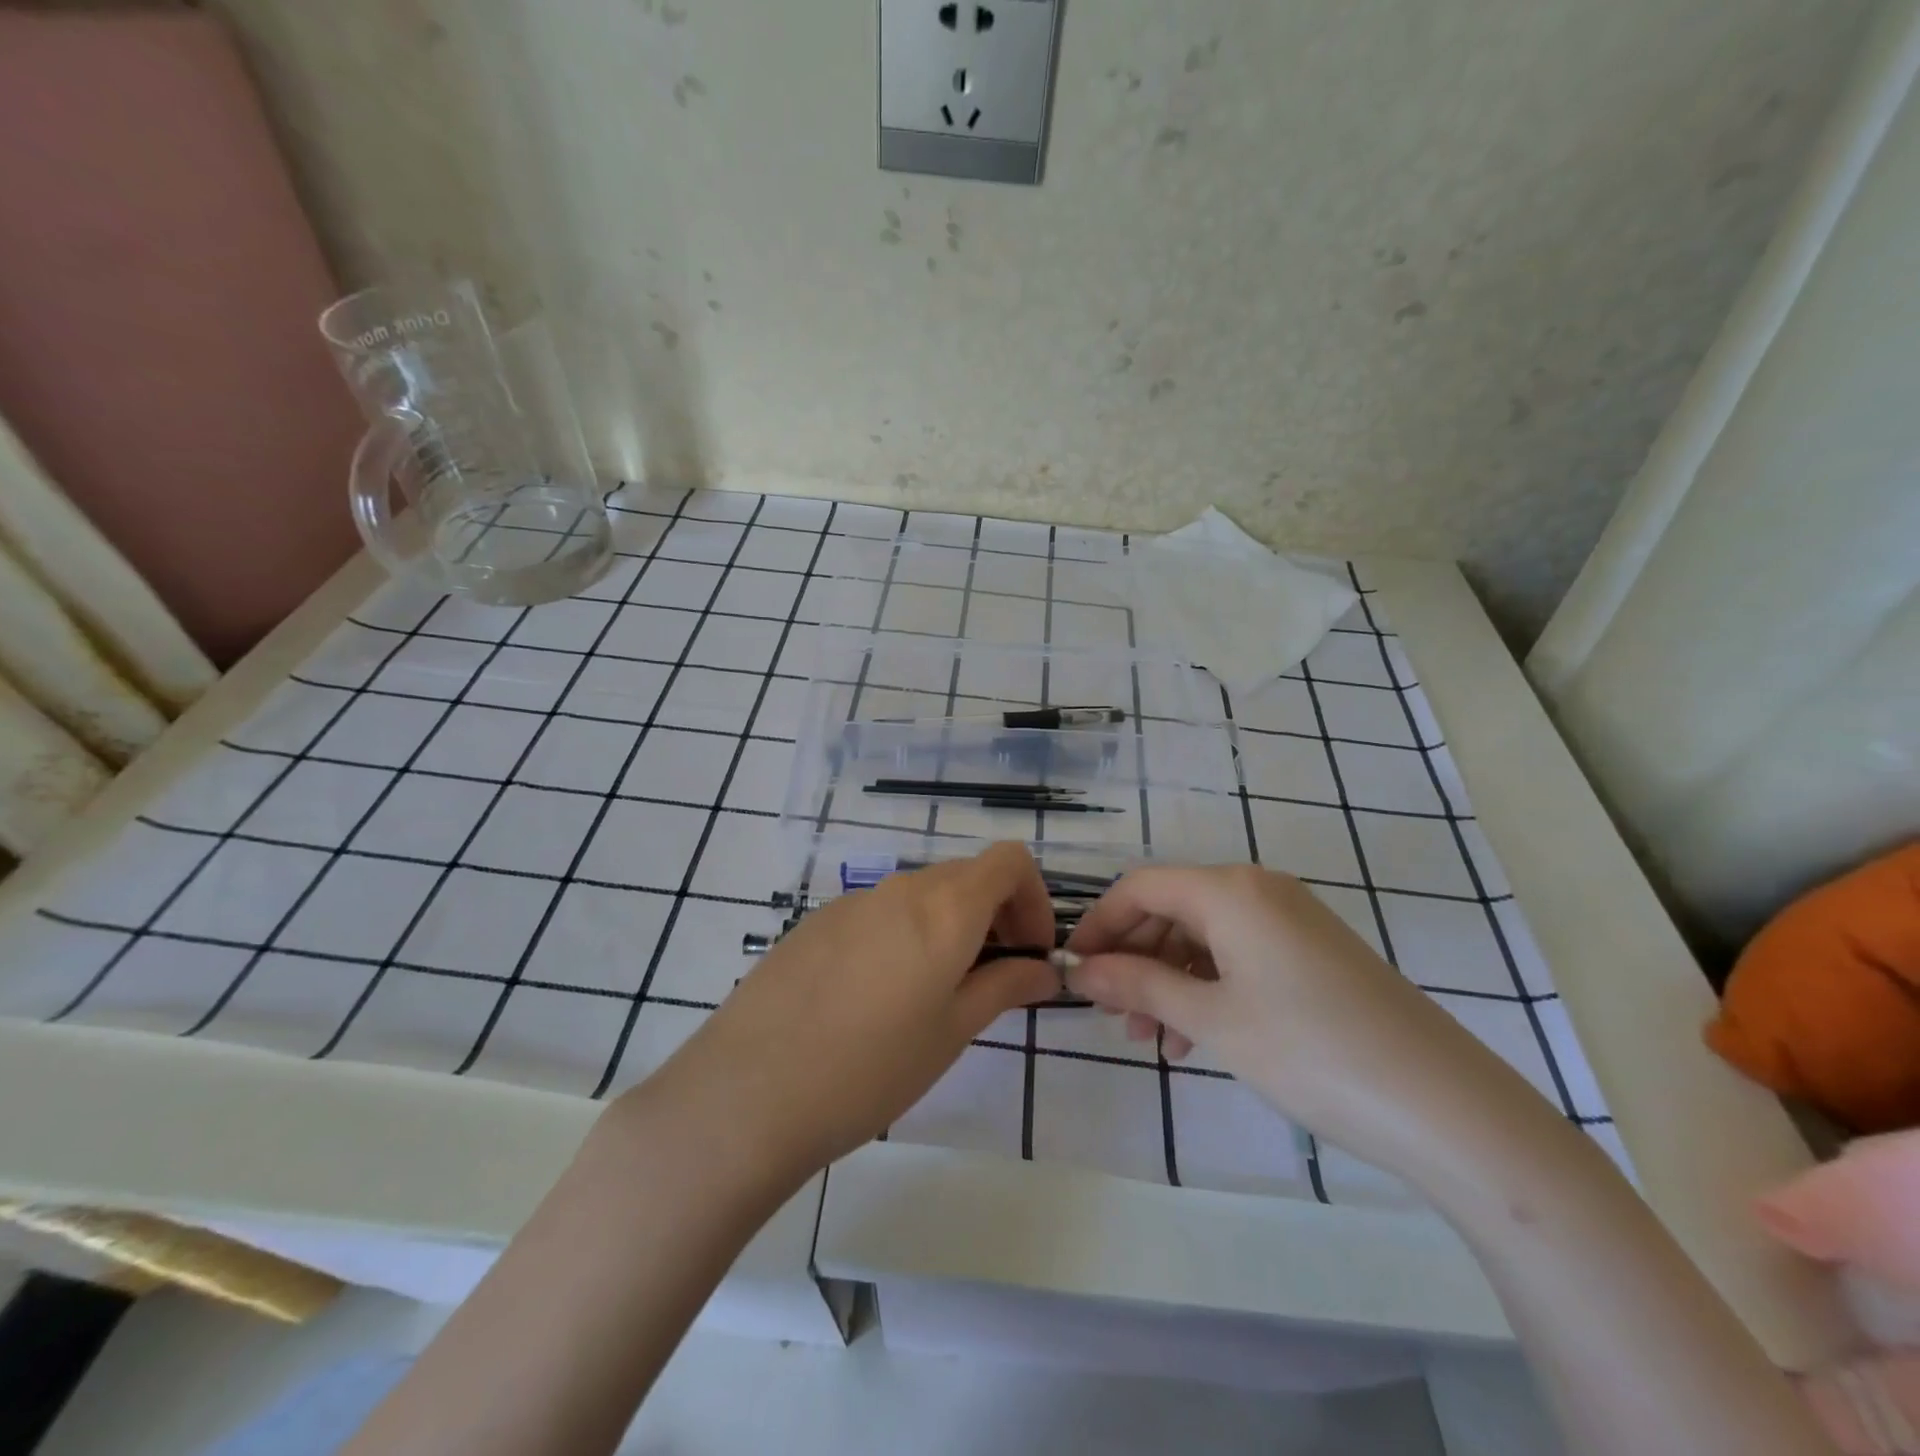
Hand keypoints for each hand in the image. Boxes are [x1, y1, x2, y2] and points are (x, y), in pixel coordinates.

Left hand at [633, 843, 1058, 1192]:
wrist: (748, 1092)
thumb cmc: (870, 1069)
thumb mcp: (951, 1032)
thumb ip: (1004, 987)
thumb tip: (1043, 970)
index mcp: (943, 908)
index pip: (1008, 861)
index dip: (1033, 898)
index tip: (1029, 951)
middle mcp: (899, 888)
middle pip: (966, 876)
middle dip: (995, 915)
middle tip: (994, 977)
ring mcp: (851, 902)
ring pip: (921, 895)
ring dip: (948, 926)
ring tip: (935, 994)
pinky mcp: (815, 923)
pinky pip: (878, 912)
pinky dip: (904, 934)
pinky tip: (877, 997)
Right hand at [1064, 864, 1548, 1182]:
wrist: (1443, 1105)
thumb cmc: (1310, 1050)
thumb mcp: (1212, 1019)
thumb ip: (1139, 985)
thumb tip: (1082, 971)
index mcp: (1230, 889)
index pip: (1140, 887)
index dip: (1100, 925)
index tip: (1073, 971)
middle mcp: (1258, 889)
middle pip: (1171, 908)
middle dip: (1134, 958)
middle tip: (1111, 1014)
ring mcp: (1291, 920)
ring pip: (1204, 936)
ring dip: (1168, 979)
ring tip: (1151, 1039)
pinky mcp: (1313, 953)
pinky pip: (1239, 954)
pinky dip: (1207, 987)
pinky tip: (1196, 1037)